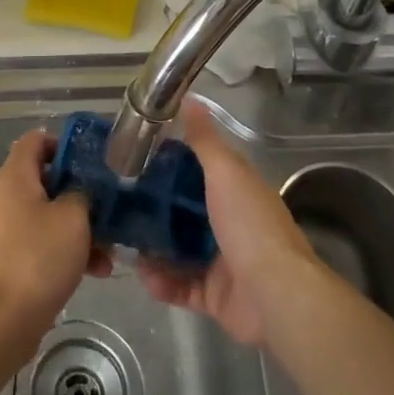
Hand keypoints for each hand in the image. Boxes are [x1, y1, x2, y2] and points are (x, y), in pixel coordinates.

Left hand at [0, 130, 110, 340]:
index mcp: (14, 177)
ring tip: (111, 248)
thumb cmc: (38, 258)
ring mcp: (6, 228)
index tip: (94, 160)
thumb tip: (82, 191)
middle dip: (81, 192)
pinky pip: (43, 241)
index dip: (65, 143)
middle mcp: (5, 196)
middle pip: (47, 178)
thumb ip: (83, 193)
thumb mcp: (73, 218)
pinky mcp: (11, 257)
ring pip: (50, 214)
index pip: (36, 139)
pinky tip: (97, 270)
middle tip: (110, 205)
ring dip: (81, 227)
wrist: (3, 321)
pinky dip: (68, 249)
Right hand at [137, 100, 319, 347]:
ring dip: (151, 248)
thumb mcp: (226, 172)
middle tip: (118, 204)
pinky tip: (142, 276)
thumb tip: (190, 99)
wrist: (275, 294)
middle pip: (184, 212)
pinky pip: (180, 287)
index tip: (136, 158)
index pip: (199, 171)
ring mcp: (222, 262)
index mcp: (236, 192)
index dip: (170, 163)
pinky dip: (161, 283)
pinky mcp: (214, 296)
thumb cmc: (249, 225)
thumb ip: (204, 140)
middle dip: (153, 209)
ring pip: (178, 251)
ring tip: (122, 242)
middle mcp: (230, 224)